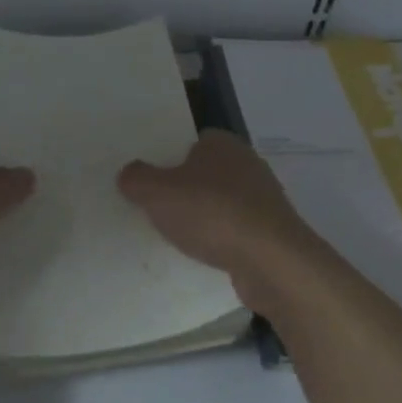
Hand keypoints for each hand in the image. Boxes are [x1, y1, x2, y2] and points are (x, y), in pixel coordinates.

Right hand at [118, 130, 325, 311]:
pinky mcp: (273, 231)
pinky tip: (208, 257)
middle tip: (160, 210)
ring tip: (180, 238)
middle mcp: (248, 163)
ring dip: (206, 218)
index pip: (193, 142)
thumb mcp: (158, 193)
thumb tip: (129, 173)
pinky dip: (223, 241)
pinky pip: (238, 231)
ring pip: (224, 203)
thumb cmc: (212, 213)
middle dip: (188, 190)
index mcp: (222, 143)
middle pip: (208, 173)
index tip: (153, 181)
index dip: (171, 158)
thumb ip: (137, 179)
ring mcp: (264, 198)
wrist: (271, 260)